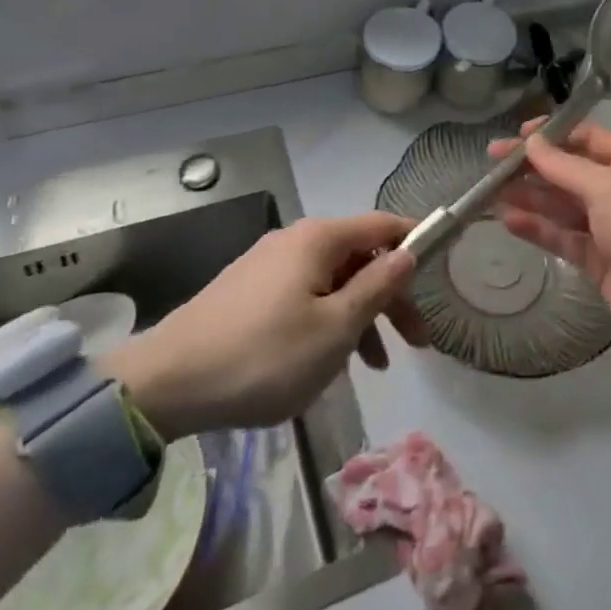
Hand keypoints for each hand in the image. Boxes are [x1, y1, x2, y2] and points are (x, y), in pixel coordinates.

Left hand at [105, 212, 428, 439]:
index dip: (416, 241)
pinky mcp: (249, 291)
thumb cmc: (264, 356)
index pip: (383, 225)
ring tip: (374, 366)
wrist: (167, 384)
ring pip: (332, 281)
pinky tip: (327, 361)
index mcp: (318, 239)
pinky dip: (328, 321)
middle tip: (416, 344)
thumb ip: (377, 288)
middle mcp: (295, 240)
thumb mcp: (335, 329)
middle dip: (391, 296)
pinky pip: (305, 297)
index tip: (443, 268)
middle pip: (359, 257)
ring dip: (360, 316)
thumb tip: (407, 254)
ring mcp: (268, 265)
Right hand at [490, 120, 610, 366]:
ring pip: (560, 204)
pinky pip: (561, 236)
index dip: (552, 134)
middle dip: (532, 166)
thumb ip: (565, 167)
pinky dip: (537, 228)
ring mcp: (607, 226)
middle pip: (568, 170)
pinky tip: (509, 221)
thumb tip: (533, 143)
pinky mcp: (596, 258)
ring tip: (490, 191)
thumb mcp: (608, 190)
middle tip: (492, 162)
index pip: (587, 137)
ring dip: (529, 196)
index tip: (517, 136)